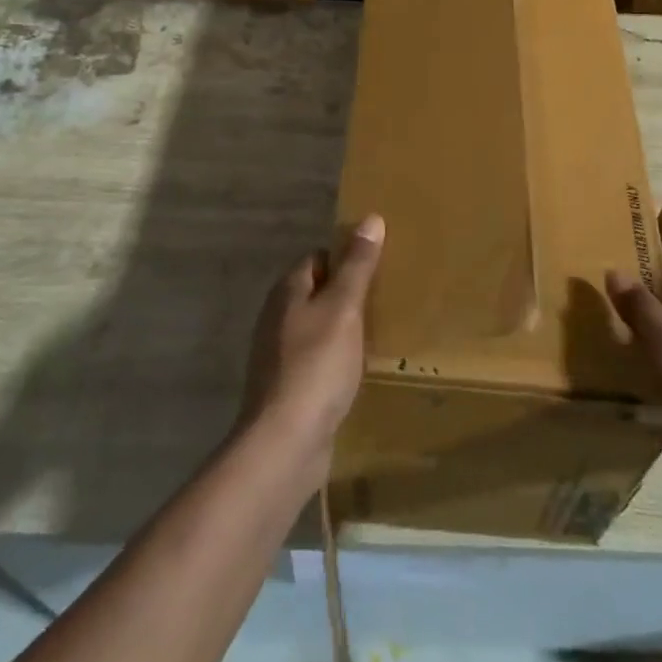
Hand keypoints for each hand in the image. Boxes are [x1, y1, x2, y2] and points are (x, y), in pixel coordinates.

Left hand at [238, 214, 384, 485]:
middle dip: (346, 294)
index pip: (318, 258)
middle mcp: (277, 316)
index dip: (346, 258)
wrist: (285, 443)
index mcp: (287, 290)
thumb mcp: (344, 308)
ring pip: (316, 327)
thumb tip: (371, 218)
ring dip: (342, 329)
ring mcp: (278, 355)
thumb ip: (357, 265)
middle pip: (316, 292)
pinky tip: (356, 372)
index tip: (378, 266)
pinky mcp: (287, 388)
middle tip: (384, 299)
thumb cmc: (316, 365)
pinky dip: (335, 360)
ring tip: (378, 333)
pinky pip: (316, 360)